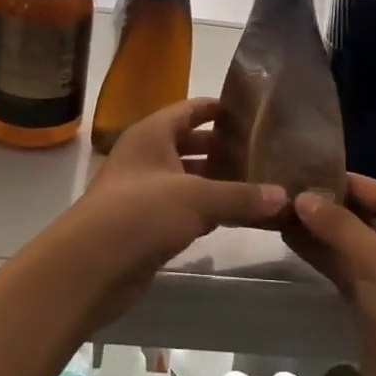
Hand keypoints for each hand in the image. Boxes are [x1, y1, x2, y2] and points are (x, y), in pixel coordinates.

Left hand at [43, 98, 286, 332]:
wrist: (89, 267)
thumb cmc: (141, 213)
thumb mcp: (197, 198)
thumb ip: (241, 196)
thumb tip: (285, 196)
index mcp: (152, 134)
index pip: (190, 109)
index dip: (218, 108)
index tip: (252, 111)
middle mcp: (146, 156)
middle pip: (189, 143)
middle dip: (222, 147)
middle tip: (262, 150)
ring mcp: (142, 191)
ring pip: (187, 178)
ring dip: (216, 181)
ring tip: (257, 182)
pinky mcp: (144, 224)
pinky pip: (182, 208)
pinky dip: (205, 210)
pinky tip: (233, 217)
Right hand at [285, 175, 375, 375]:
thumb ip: (339, 226)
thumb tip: (303, 196)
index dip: (357, 184)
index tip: (318, 172)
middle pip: (372, 220)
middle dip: (334, 207)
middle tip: (293, 190)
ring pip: (355, 246)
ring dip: (323, 231)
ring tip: (283, 212)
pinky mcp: (375, 308)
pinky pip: (347, 271)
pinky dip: (323, 256)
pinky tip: (292, 241)